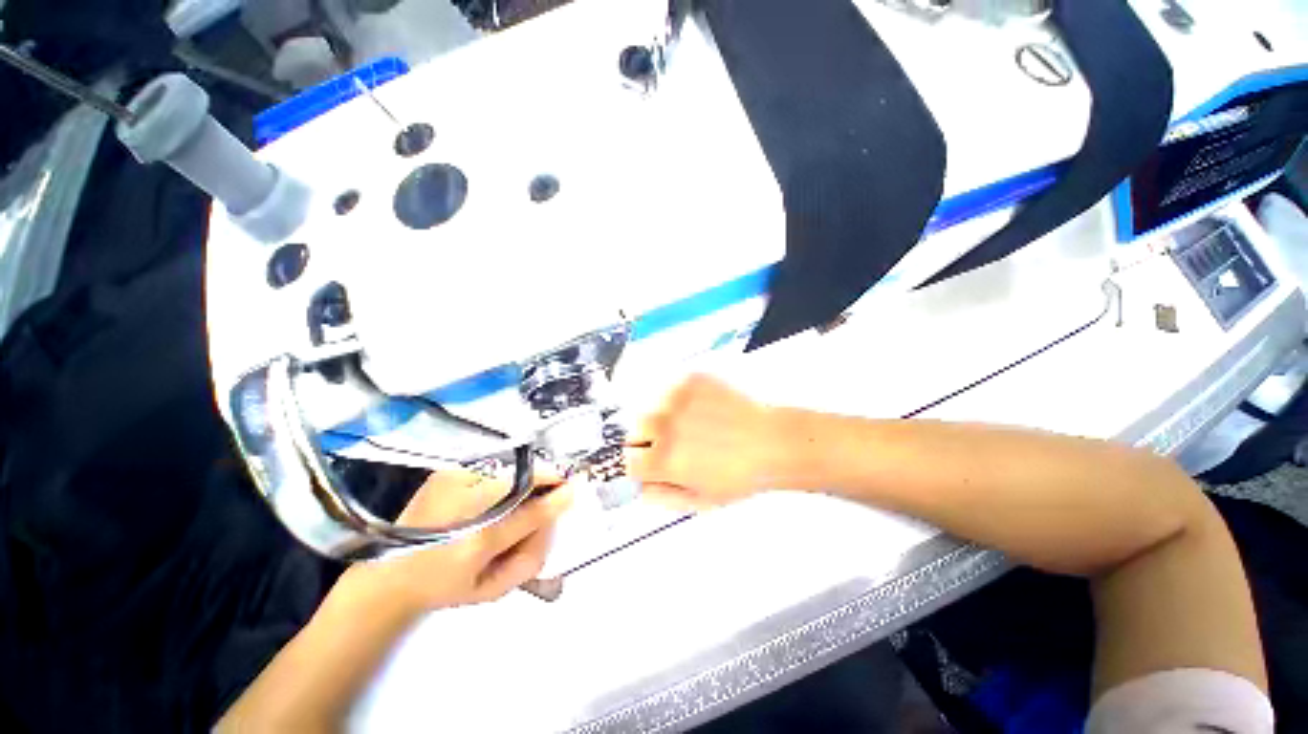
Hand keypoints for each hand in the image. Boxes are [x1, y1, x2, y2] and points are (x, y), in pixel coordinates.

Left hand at [342, 471, 572, 616]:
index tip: (573, 488)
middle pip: (522, 485)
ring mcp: (451, 482)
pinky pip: (488, 474)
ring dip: (516, 490)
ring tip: (500, 513)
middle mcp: (463, 504)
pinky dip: (494, 487)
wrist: (386, 576)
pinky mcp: (445, 473)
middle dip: (537, 493)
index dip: (555, 498)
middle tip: (537, 509)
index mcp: (475, 543)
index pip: (530, 513)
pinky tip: (477, 506)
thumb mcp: (493, 587)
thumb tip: (557, 511)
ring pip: (507, 477)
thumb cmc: (446, 587)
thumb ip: (533, 556)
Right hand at [627, 374, 783, 510]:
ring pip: (650, 407)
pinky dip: (678, 399)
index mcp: (662, 459)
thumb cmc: (740, 476)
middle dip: (648, 440)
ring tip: (690, 424)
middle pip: (634, 430)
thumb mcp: (699, 500)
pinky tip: (700, 409)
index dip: (641, 464)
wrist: (773, 441)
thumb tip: (639, 485)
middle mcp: (663, 424)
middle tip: (675, 443)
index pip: (627, 460)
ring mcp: (676, 397)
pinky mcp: (690, 379)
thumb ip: (661, 496)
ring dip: (661, 417)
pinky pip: (669, 389)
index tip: (653, 463)